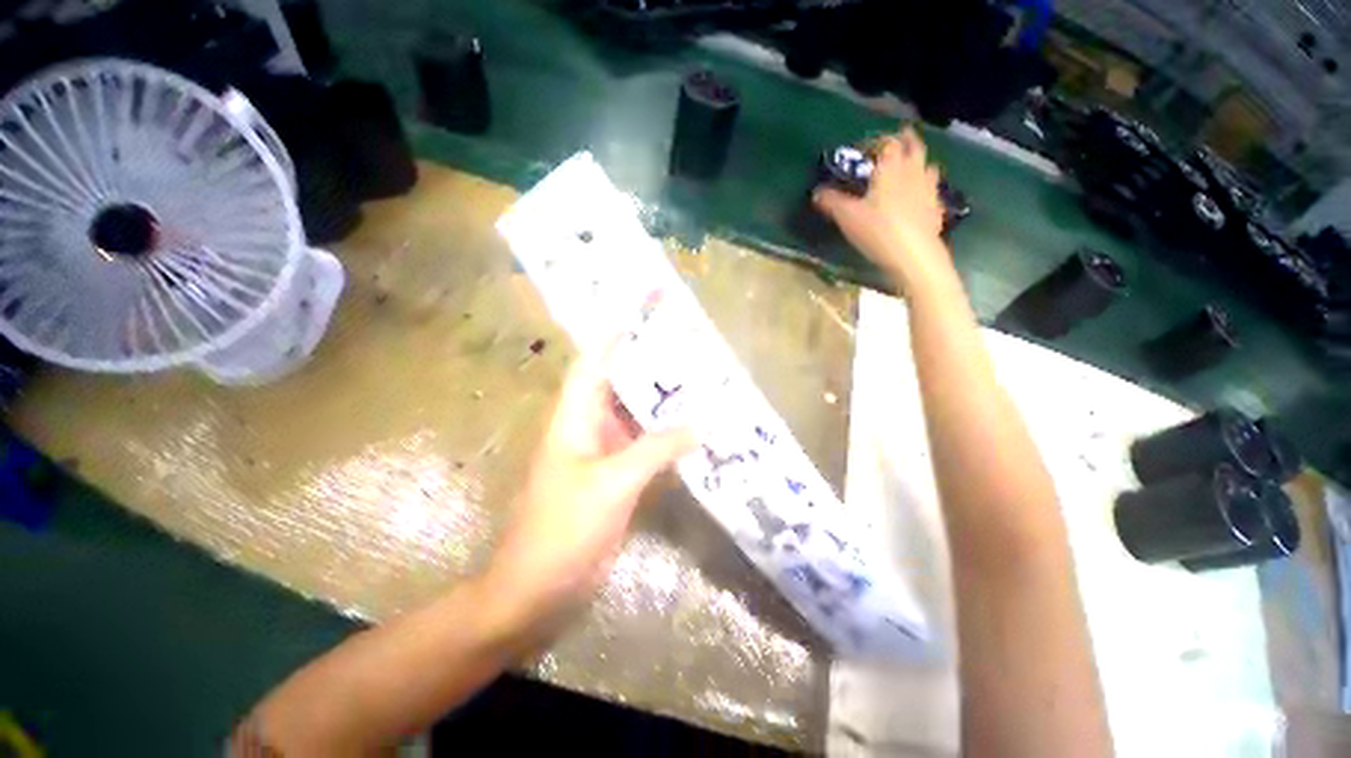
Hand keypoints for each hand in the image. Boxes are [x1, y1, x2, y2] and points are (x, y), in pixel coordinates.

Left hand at [483, 343, 695, 636]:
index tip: (643, 320)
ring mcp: (602, 456)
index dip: (613, 341)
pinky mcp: (615, 480)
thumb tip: (700, 424)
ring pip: (634, 419)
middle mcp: (587, 429)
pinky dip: (664, 440)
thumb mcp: (613, 482)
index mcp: (574, 419)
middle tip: (686, 354)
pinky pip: (643, 449)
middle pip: (619, 388)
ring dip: (661, 407)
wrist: (539, 589)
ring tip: (698, 388)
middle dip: (648, 370)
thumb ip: (656, 449)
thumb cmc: (565, 527)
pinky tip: (691, 434)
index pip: (592, 366)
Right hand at [814, 127, 952, 291]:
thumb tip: (816, 192)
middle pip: (914, 146)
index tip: (865, 148)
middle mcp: (913, 171)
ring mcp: (929, 189)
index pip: (888, 142)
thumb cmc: (878, 230)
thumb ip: (831, 202)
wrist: (913, 255)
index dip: (876, 141)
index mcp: (891, 168)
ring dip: (918, 162)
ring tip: (910, 167)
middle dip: (905, 140)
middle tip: (898, 139)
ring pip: (927, 166)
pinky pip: (933, 189)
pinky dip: (925, 187)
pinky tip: (919, 197)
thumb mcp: (847, 217)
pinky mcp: (937, 208)